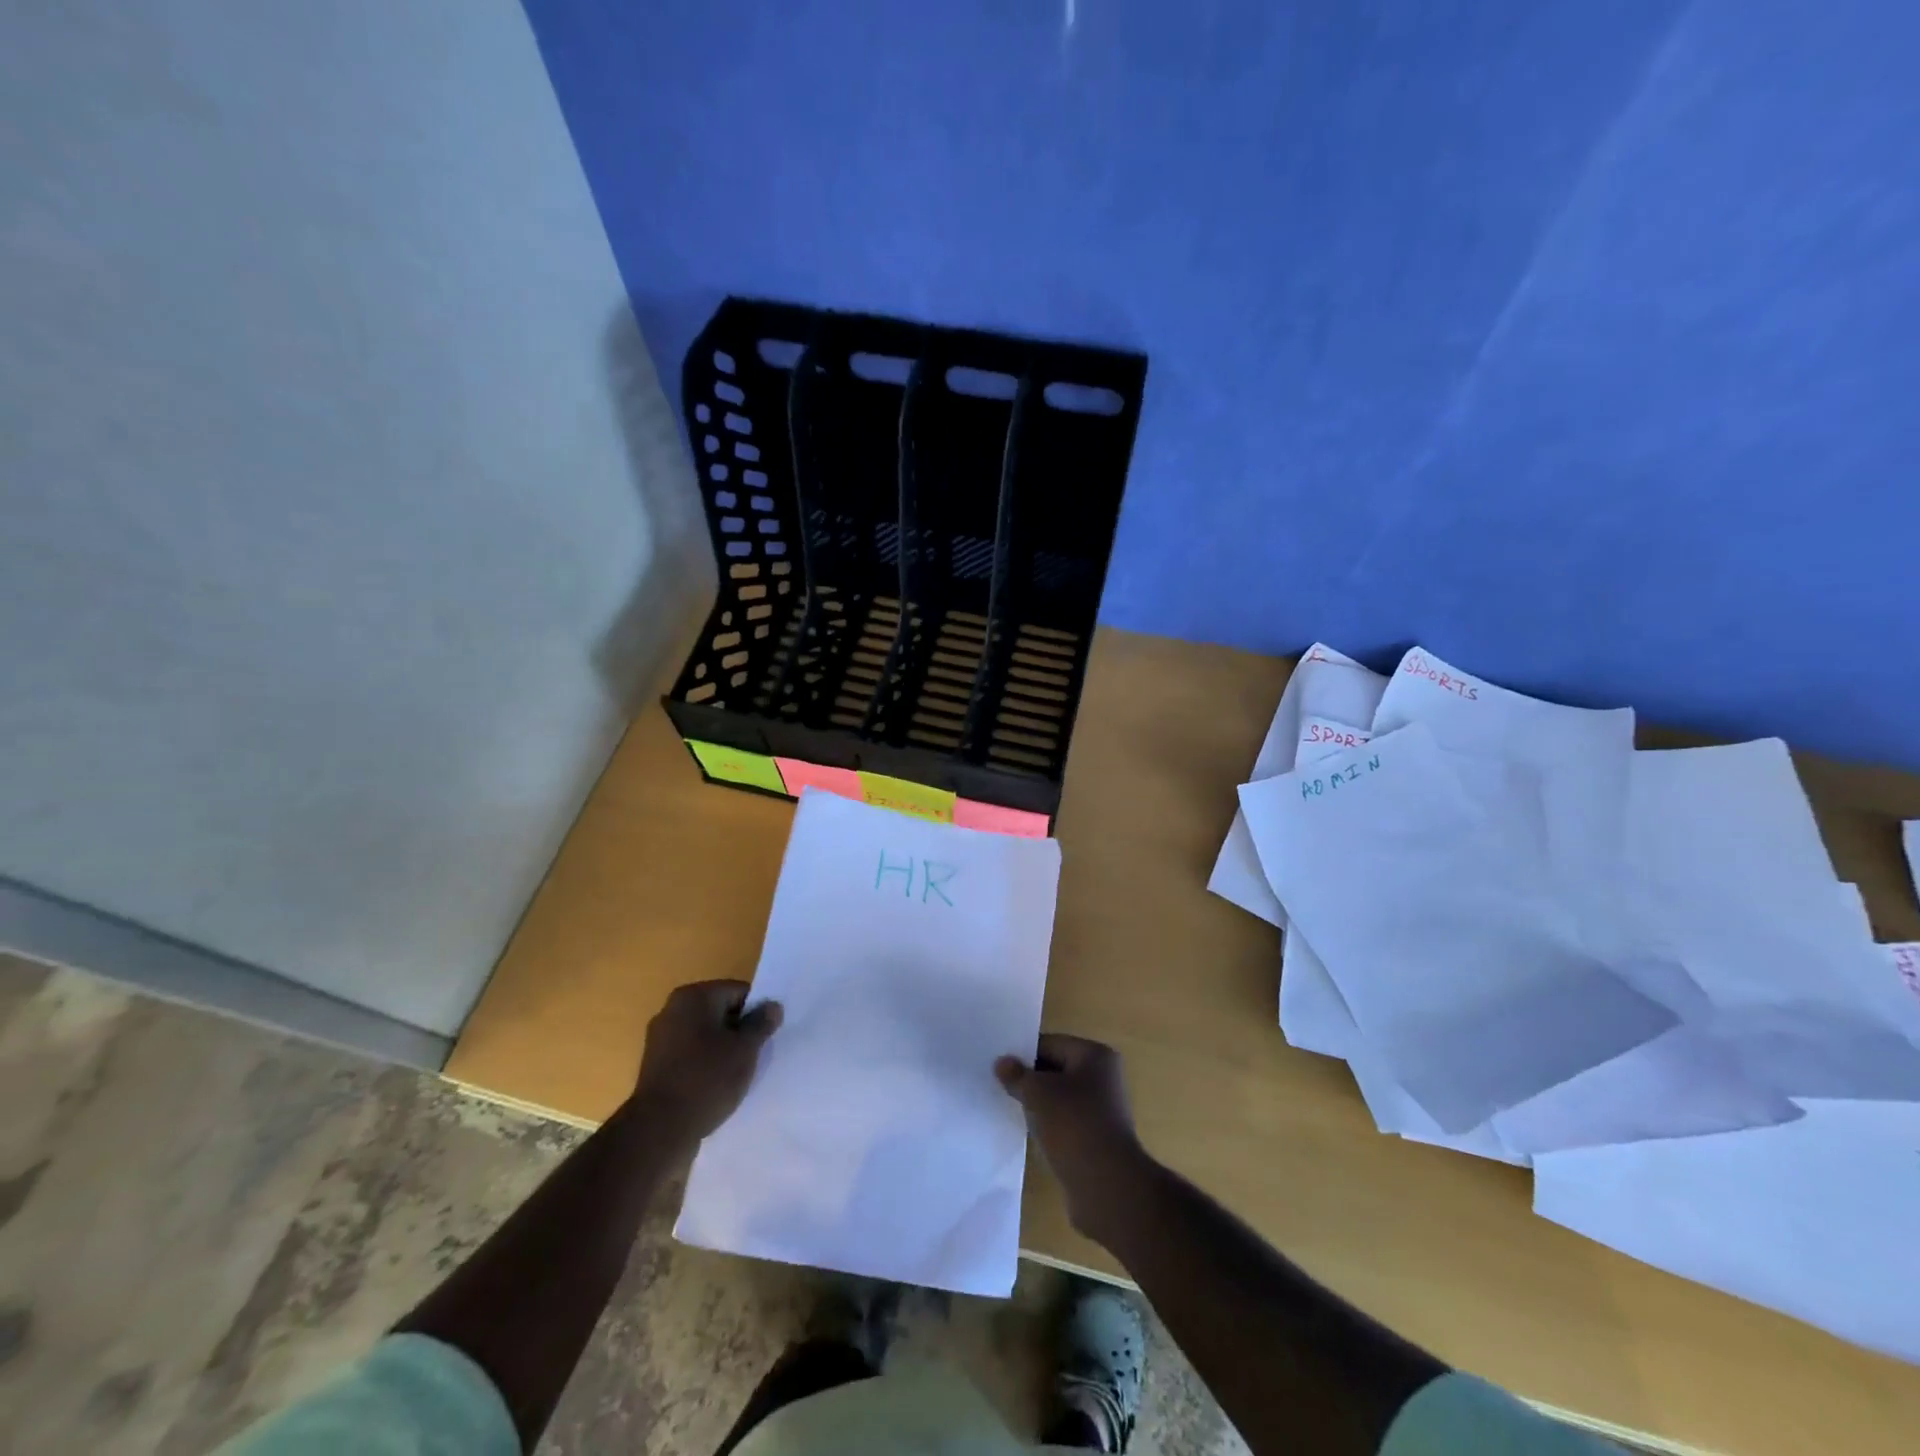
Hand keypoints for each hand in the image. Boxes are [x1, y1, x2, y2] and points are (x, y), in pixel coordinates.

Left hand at [631, 980, 781, 1148]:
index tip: (767, 1036)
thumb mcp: (745, 1049)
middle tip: (755, 1054)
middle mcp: (672, 1009)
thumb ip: (761, 1024)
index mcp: (693, 997)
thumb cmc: (707, 1079)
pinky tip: (716, 1085)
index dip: (757, 1012)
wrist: (659, 1130)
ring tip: (737, 1073)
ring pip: (705, 1035)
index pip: (738, 992)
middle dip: (739, 1030)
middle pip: (720, 1011)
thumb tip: (773, 1006)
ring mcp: (660, 1038)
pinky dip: (705, 1064)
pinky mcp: (655, 1065)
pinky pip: (690, 1055)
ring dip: (723, 1048)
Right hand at [995, 1034, 1149, 1244]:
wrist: (1107, 1187)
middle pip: (1055, 1070)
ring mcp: (1102, 1111)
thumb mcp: (1037, 1093)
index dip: (1023, 1054)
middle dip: (1029, 1080)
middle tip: (998, 1087)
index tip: (998, 1067)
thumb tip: (1002, 1062)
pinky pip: (1065, 1124)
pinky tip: (1028, 1134)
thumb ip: (1017, 1075)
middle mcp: (1103, 1078)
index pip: (1050, 1044)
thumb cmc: (1073, 1125)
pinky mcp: (1096, 1139)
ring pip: (1059, 1099)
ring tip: (1009, 1110)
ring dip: (1037, 1106)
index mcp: (1095, 1056)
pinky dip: (1048, 1127)